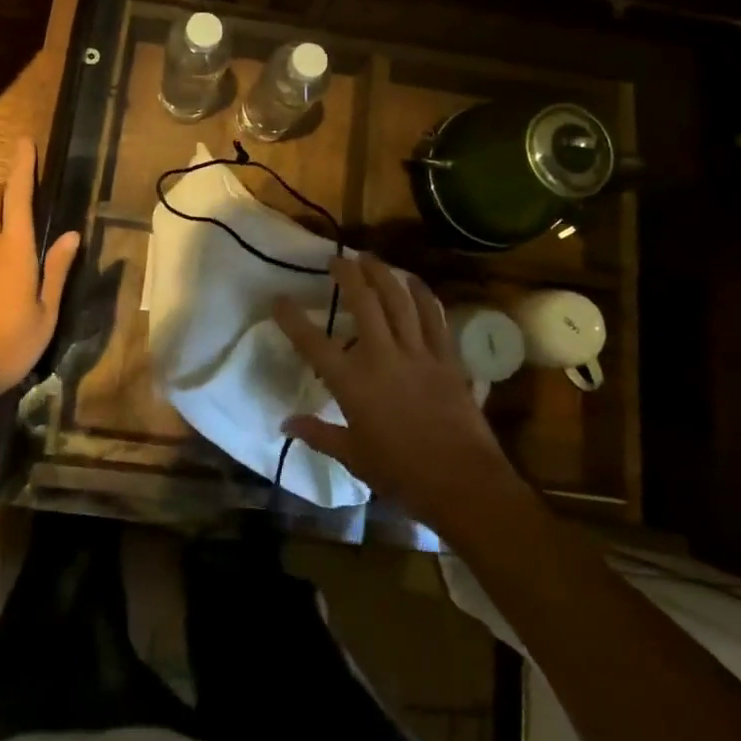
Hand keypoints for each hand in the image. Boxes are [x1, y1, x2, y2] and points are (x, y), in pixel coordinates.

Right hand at [276, 254, 519, 537]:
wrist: (462, 483)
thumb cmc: (401, 474)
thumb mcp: (353, 457)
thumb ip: (318, 434)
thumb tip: (286, 423)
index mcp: (353, 383)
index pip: (313, 343)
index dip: (292, 318)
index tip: (279, 299)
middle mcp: (382, 357)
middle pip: (363, 302)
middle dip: (348, 274)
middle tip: (336, 259)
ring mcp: (417, 353)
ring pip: (399, 300)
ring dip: (382, 274)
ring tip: (370, 258)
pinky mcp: (446, 357)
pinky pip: (434, 316)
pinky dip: (422, 294)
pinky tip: (413, 280)